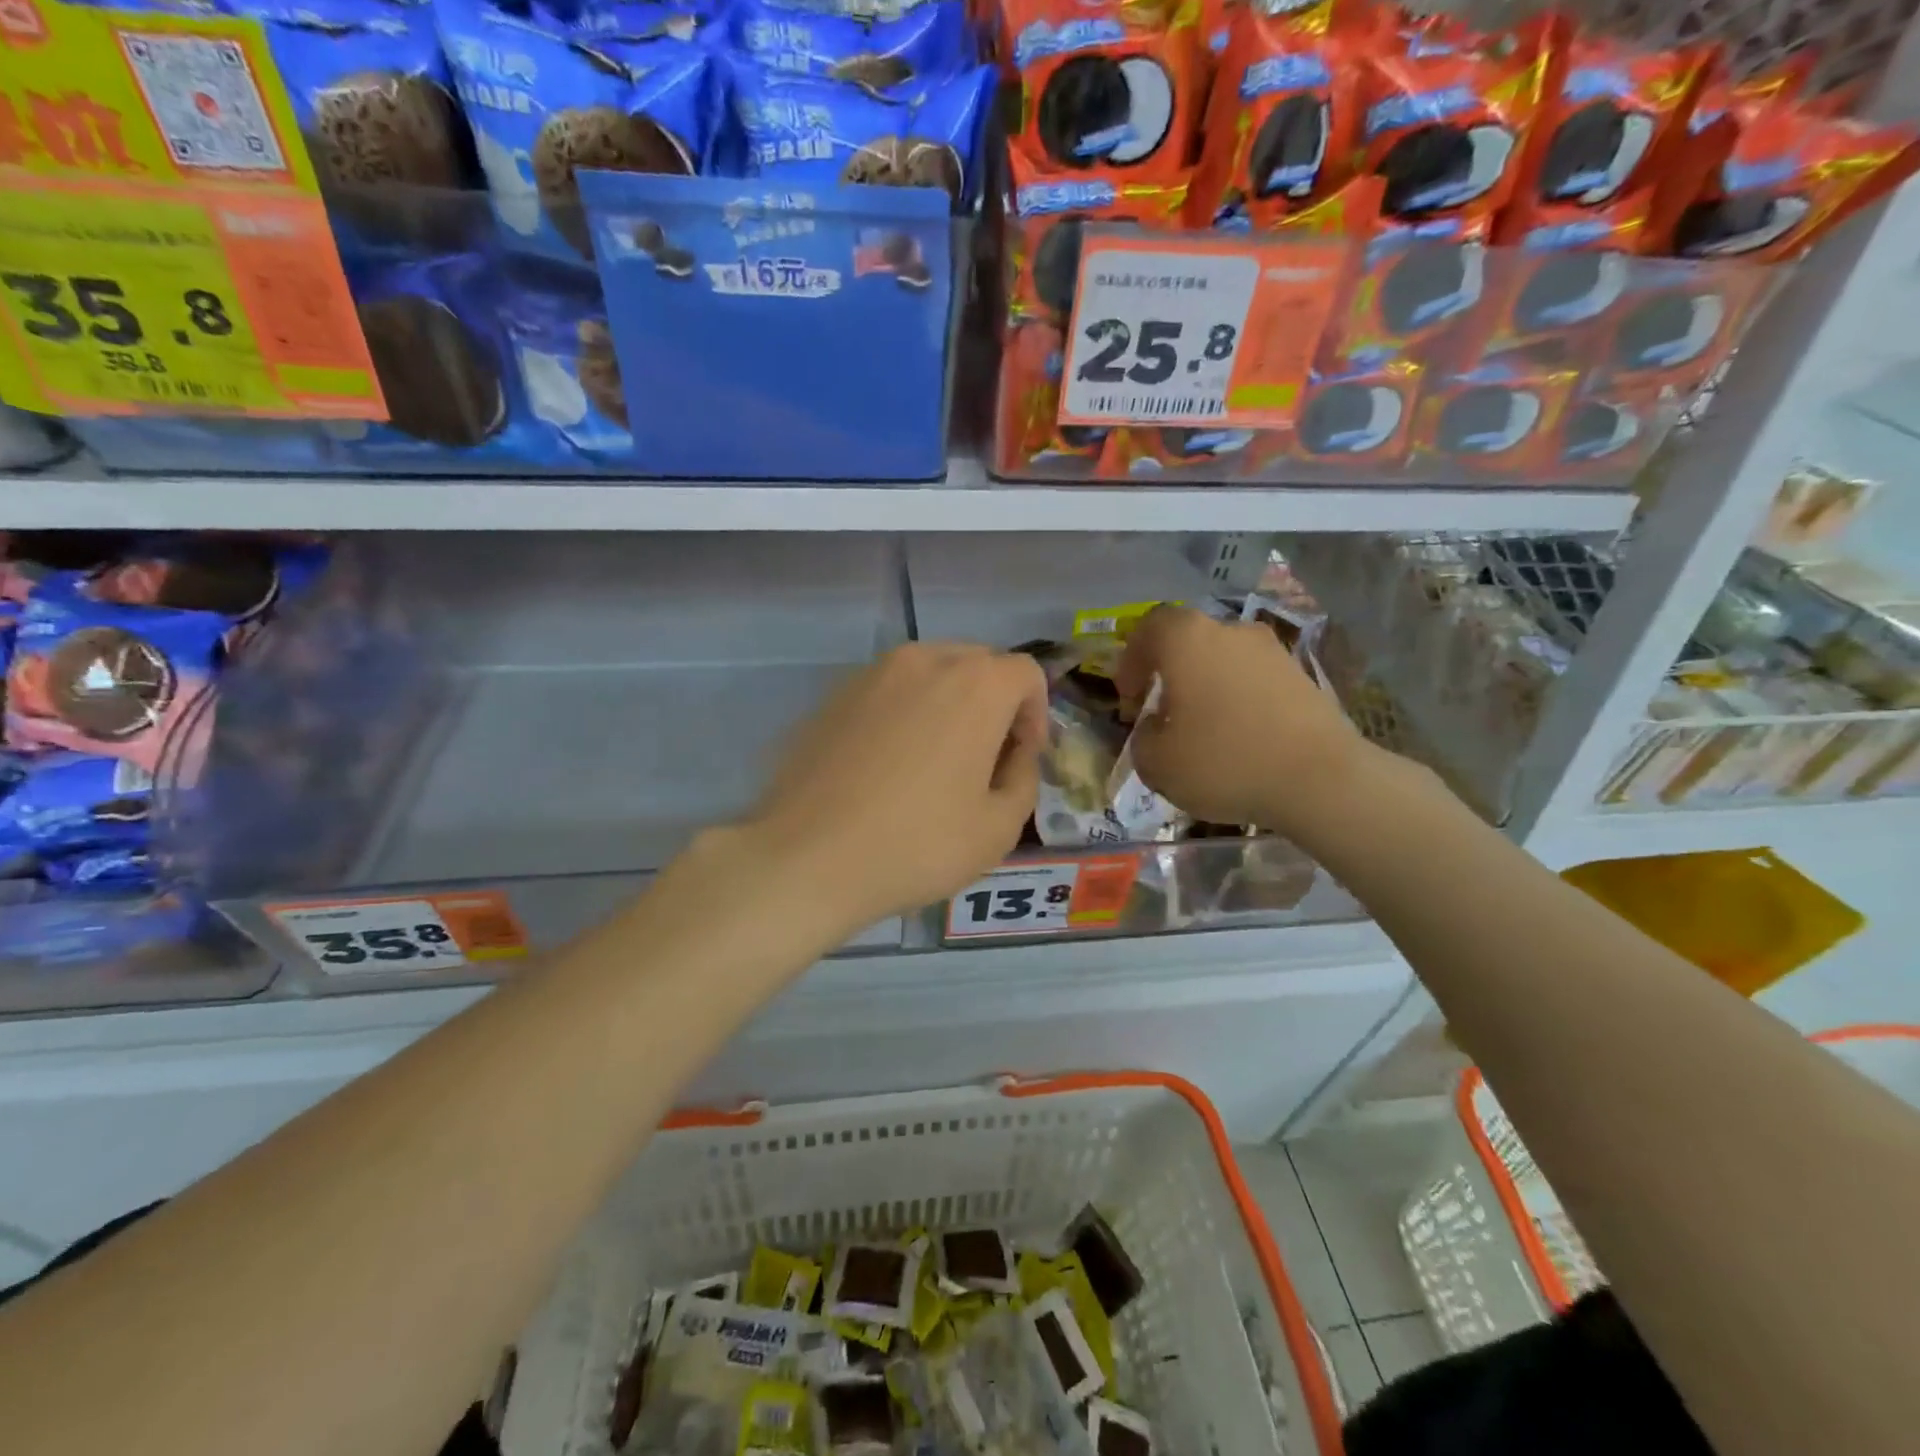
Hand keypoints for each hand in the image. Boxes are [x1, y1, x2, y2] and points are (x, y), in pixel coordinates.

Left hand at [747, 643, 1048, 931]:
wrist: (807, 857)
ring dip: (948, 704)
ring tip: (934, 760)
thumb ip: (1023, 777)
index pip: (1026, 673)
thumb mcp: (999, 828)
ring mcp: (872, 673)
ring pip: (930, 673)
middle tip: (983, 759)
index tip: (1019, 757)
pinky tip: (887, 764)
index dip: (1035, 714)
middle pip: (978, 664)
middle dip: (993, 703)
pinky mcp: (833, 695)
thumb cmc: (916, 844)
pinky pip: (888, 691)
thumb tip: (1014, 754)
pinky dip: (904, 712)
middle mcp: (925, 661)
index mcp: (975, 685)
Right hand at [1114, 605, 1371, 834]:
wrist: (1319, 779)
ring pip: (1223, 660)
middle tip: (1162, 712)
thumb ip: (1142, 738)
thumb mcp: (1155, 762)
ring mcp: (1272, 651)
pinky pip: (1253, 680)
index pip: (1148, 627)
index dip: (1131, 660)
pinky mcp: (1302, 676)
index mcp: (1187, 639)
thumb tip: (1155, 728)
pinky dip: (1238, 700)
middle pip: (1188, 642)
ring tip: (1202, 729)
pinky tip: (1239, 737)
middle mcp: (1230, 631)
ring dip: (1206, 687)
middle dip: (1170, 673)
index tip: (1130, 697)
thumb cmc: (1223, 761)